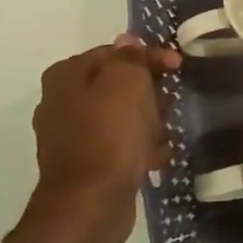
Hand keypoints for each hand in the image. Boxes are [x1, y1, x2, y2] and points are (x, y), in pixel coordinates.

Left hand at [29, 35, 180, 234]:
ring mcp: (72, 136)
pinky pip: (120, 145)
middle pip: (118, 85)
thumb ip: (129, 57)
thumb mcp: (126, 82)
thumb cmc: (111, 134)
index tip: (180, 68)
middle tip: (170, 104)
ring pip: (122, 116)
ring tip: (165, 134)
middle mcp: (62, 102)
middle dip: (149, 93)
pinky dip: (139, 147)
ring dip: (148, 122)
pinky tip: (155, 157)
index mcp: (66, 76)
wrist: (91, 201)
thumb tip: (128, 42)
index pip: (115, 52)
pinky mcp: (86, 163)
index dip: (150, 57)